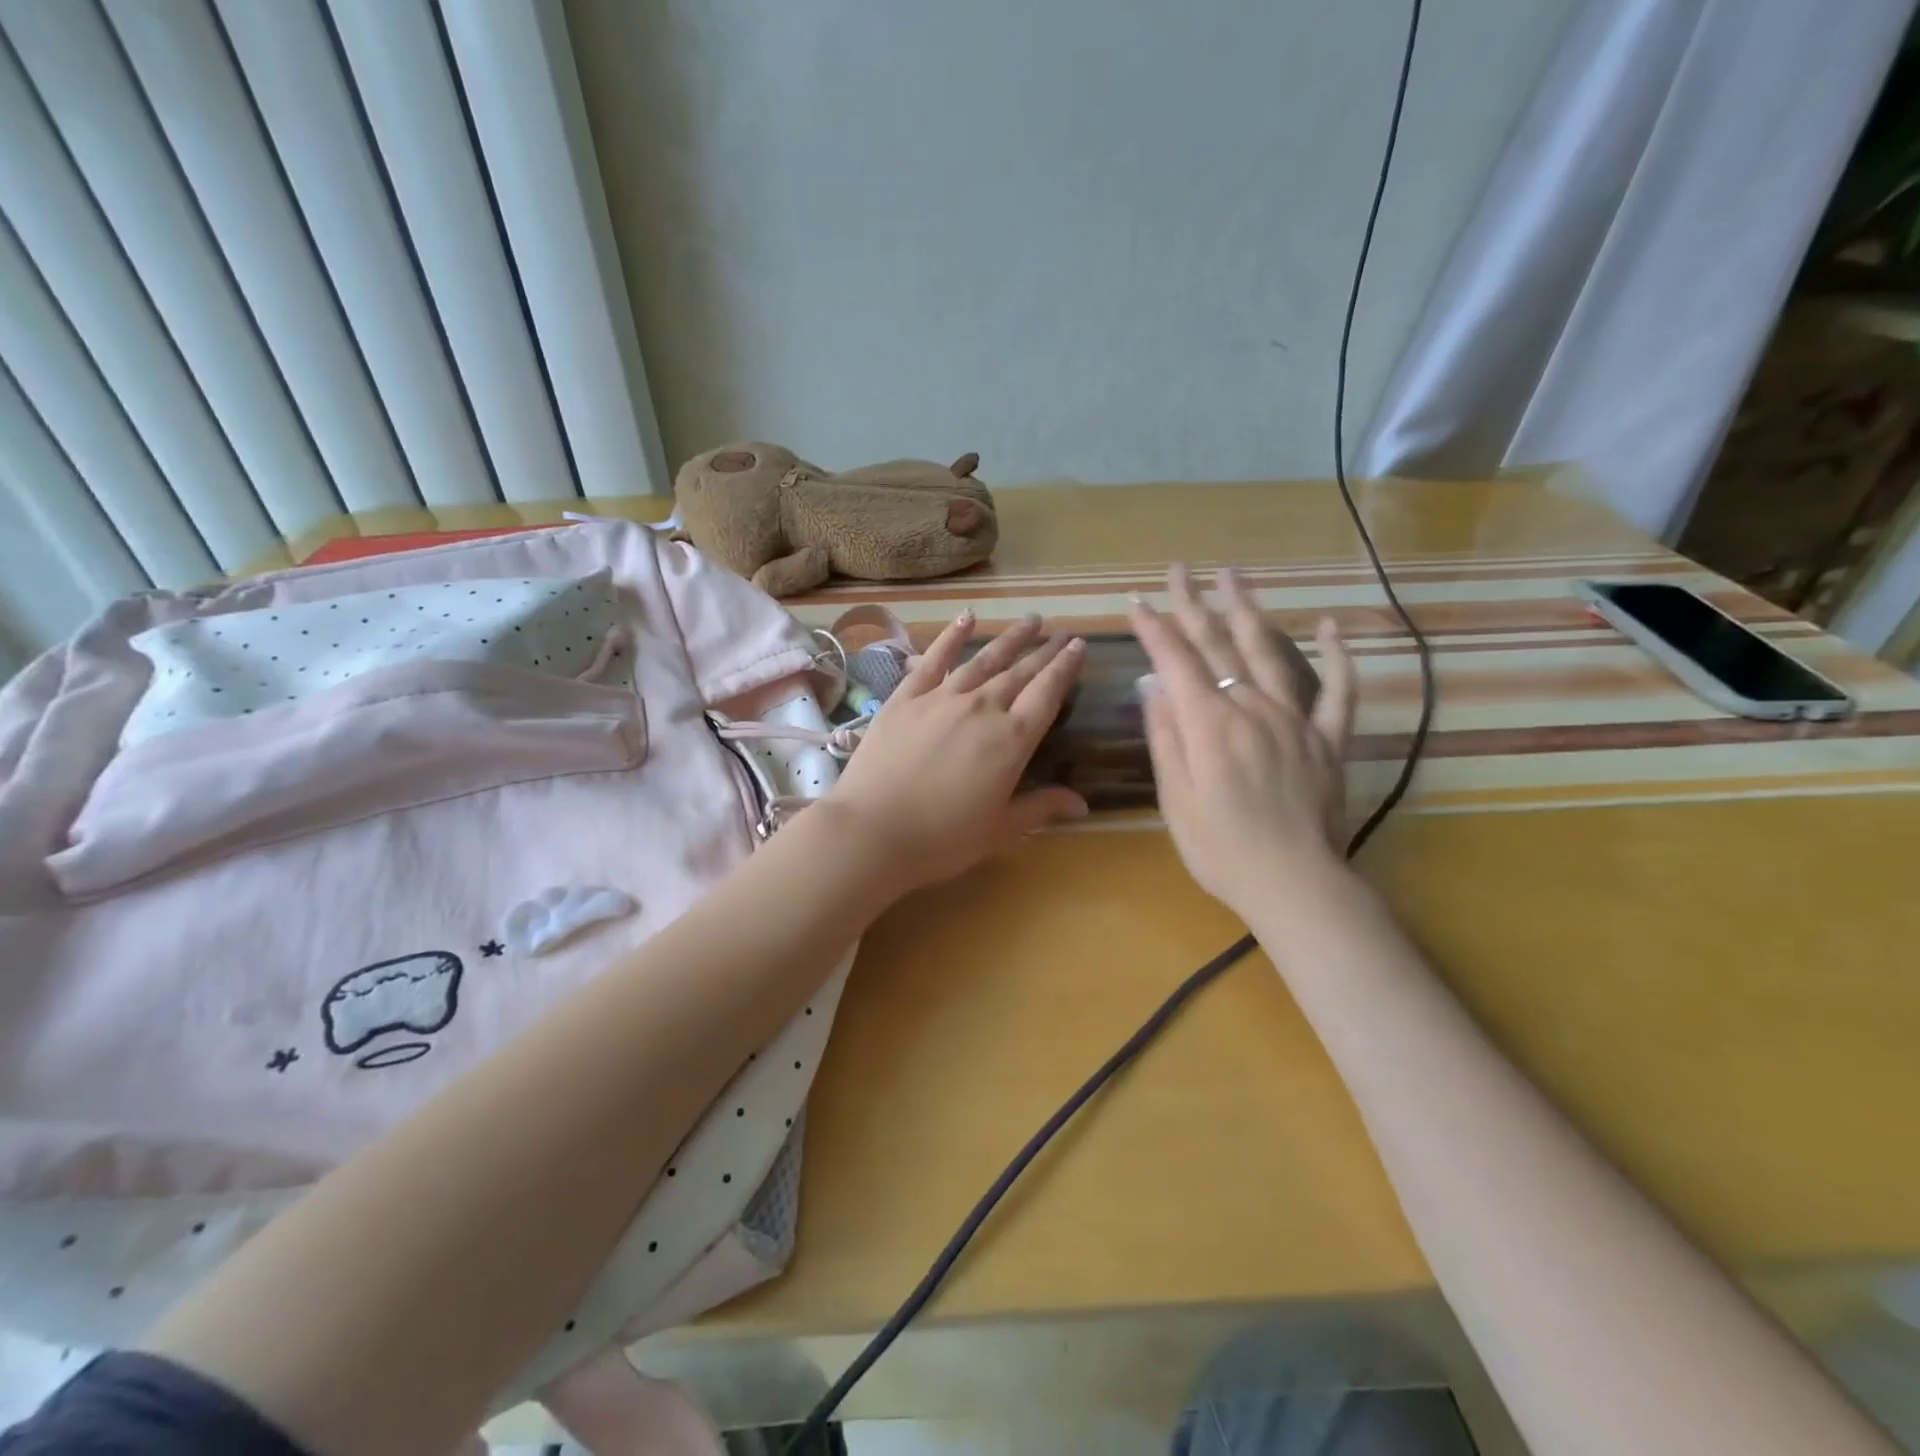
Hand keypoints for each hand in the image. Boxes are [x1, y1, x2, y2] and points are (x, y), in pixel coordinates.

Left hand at [828, 610, 1087, 892]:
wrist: (872, 830)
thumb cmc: (942, 838)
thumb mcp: (1000, 830)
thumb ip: (1042, 808)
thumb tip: (1084, 803)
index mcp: (1011, 740)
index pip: (1047, 694)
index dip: (1064, 668)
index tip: (1078, 646)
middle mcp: (982, 708)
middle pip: (1019, 672)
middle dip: (1043, 650)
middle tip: (1061, 631)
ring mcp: (942, 698)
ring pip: (983, 660)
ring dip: (1008, 639)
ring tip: (1029, 621)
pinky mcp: (906, 697)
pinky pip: (934, 659)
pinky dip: (952, 637)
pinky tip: (967, 618)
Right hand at [1130, 565, 1356, 919]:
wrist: (1294, 883)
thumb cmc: (1220, 849)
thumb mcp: (1175, 798)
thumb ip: (1166, 736)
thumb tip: (1153, 685)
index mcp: (1210, 724)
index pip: (1177, 662)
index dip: (1154, 629)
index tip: (1136, 601)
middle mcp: (1252, 707)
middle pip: (1218, 646)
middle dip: (1193, 604)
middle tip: (1178, 569)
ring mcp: (1295, 719)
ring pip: (1270, 652)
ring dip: (1249, 610)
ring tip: (1234, 576)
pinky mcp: (1329, 738)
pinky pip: (1339, 689)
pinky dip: (1338, 655)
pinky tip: (1330, 625)